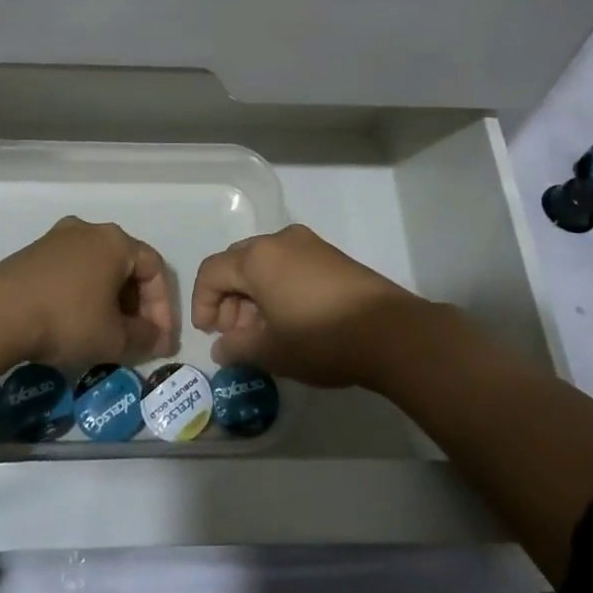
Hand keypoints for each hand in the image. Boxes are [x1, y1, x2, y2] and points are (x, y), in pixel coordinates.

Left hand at [0, 216, 176, 367]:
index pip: (155, 269)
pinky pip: (71, 272)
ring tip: (107, 333)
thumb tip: (155, 339)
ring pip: (97, 268)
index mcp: (116, 241)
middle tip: (137, 337)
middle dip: (137, 304)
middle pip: (126, 266)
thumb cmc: (67, 319)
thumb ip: (144, 338)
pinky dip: (82, 295)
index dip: (163, 308)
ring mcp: (57, 238)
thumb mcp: (114, 338)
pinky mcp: (32, 253)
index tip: (160, 341)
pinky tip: (75, 323)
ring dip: (109, 300)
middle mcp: (89, 230)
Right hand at [191, 224, 425, 387]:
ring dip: (253, 295)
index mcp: (257, 258)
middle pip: (237, 263)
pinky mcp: (330, 255)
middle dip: (228, 299)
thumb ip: (237, 348)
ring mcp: (308, 244)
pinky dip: (277, 288)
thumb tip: (222, 347)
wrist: (389, 331)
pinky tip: (289, 319)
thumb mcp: (271, 351)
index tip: (209, 334)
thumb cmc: (321, 338)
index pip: (212, 272)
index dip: (202, 303)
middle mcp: (279, 241)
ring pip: (264, 264)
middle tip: (236, 335)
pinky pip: (288, 265)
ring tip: (263, 332)